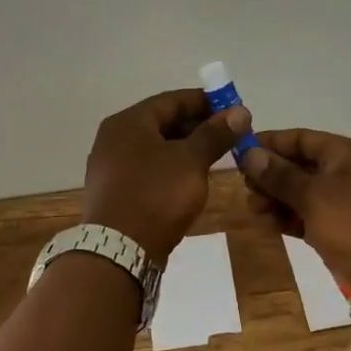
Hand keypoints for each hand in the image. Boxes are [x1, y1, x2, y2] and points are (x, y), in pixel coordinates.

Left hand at [82, 89, 249, 262]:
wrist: (120, 251)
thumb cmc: (156, 195)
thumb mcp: (191, 161)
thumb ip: (215, 134)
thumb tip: (240, 111)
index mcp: (128, 122)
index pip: (171, 100)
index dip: (204, 101)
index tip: (232, 108)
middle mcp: (114, 139)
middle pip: (161, 122)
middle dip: (197, 125)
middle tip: (228, 134)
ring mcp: (111, 167)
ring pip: (155, 147)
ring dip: (185, 148)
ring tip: (215, 155)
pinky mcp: (115, 192)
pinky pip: (148, 169)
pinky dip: (171, 167)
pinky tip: (191, 178)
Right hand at [240, 129, 350, 295]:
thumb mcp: (315, 197)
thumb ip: (280, 175)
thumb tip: (250, 153)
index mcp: (346, 154)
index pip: (301, 138)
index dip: (270, 143)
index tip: (239, 152)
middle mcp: (347, 172)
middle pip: (300, 165)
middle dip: (271, 175)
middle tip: (245, 188)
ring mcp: (347, 202)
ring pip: (303, 192)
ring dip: (277, 198)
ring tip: (254, 210)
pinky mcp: (345, 229)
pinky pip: (311, 215)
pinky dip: (291, 218)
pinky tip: (269, 224)